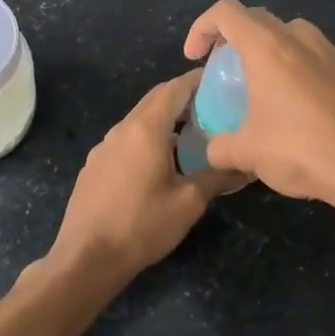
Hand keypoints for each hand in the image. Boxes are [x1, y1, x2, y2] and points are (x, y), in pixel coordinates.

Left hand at [49, 72, 242, 276]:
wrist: (87, 257)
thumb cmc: (142, 225)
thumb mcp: (188, 202)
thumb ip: (218, 177)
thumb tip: (246, 165)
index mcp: (145, 129)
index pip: (174, 89)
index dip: (197, 80)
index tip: (219, 78)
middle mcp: (121, 129)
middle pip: (155, 100)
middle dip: (182, 98)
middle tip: (213, 105)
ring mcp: (103, 147)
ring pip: (139, 121)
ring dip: (164, 120)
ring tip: (192, 134)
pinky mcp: (95, 165)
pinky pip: (126, 140)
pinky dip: (147, 138)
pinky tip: (161, 161)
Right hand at [184, 0, 334, 250]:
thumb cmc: (301, 151)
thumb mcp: (246, 153)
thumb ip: (219, 146)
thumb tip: (212, 149)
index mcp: (268, 47)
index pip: (226, 12)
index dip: (202, 27)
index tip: (195, 58)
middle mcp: (300, 40)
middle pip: (257, 19)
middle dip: (232, 38)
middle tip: (224, 70)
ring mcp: (331, 54)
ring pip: (289, 35)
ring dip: (267, 50)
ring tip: (259, 85)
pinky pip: (313, 56)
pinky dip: (294, 68)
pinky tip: (293, 106)